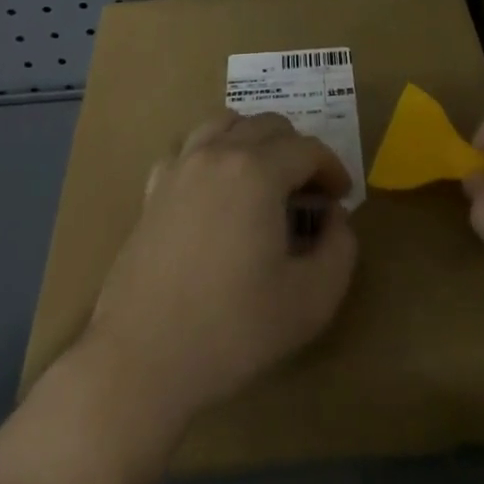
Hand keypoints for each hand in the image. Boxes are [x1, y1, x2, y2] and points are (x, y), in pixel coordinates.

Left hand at [84, 111, 357, 432]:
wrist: (142, 359)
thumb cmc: (232, 330)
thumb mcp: (311, 301)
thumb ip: (340, 249)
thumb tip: (334, 217)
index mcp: (258, 172)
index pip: (307, 149)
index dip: (332, 168)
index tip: (341, 198)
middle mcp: (218, 153)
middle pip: (268, 126)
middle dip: (297, 151)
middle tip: (309, 192)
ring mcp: (181, 167)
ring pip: (225, 124)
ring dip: (254, 140)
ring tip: (265, 179)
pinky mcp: (153, 189)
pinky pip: (189, 148)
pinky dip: (211, 153)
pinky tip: (216, 189)